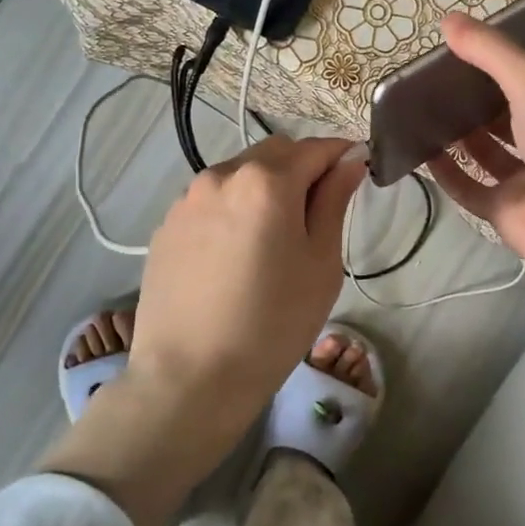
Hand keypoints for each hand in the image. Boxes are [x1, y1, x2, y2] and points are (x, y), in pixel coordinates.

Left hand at [39, 133, 363, 525]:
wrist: (190, 377)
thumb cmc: (273, 322)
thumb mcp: (321, 263)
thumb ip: (334, 202)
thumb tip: (348, 163)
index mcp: (267, 180)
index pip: (316, 148)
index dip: (342, 155)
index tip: (358, 170)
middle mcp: (222, 174)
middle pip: (275, 153)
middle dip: (303, 166)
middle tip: (319, 208)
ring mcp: (187, 198)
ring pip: (240, 173)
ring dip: (266, 186)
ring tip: (275, 234)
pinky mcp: (167, 224)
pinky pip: (211, 199)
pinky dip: (234, 206)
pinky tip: (238, 251)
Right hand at [428, 11, 524, 306]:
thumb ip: (491, 52)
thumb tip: (448, 19)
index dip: (500, 65)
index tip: (461, 53)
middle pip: (508, 115)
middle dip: (474, 100)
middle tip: (432, 81)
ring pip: (489, 152)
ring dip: (459, 135)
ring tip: (421, 112)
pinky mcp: (510, 212)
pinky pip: (472, 189)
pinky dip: (449, 173)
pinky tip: (421, 154)